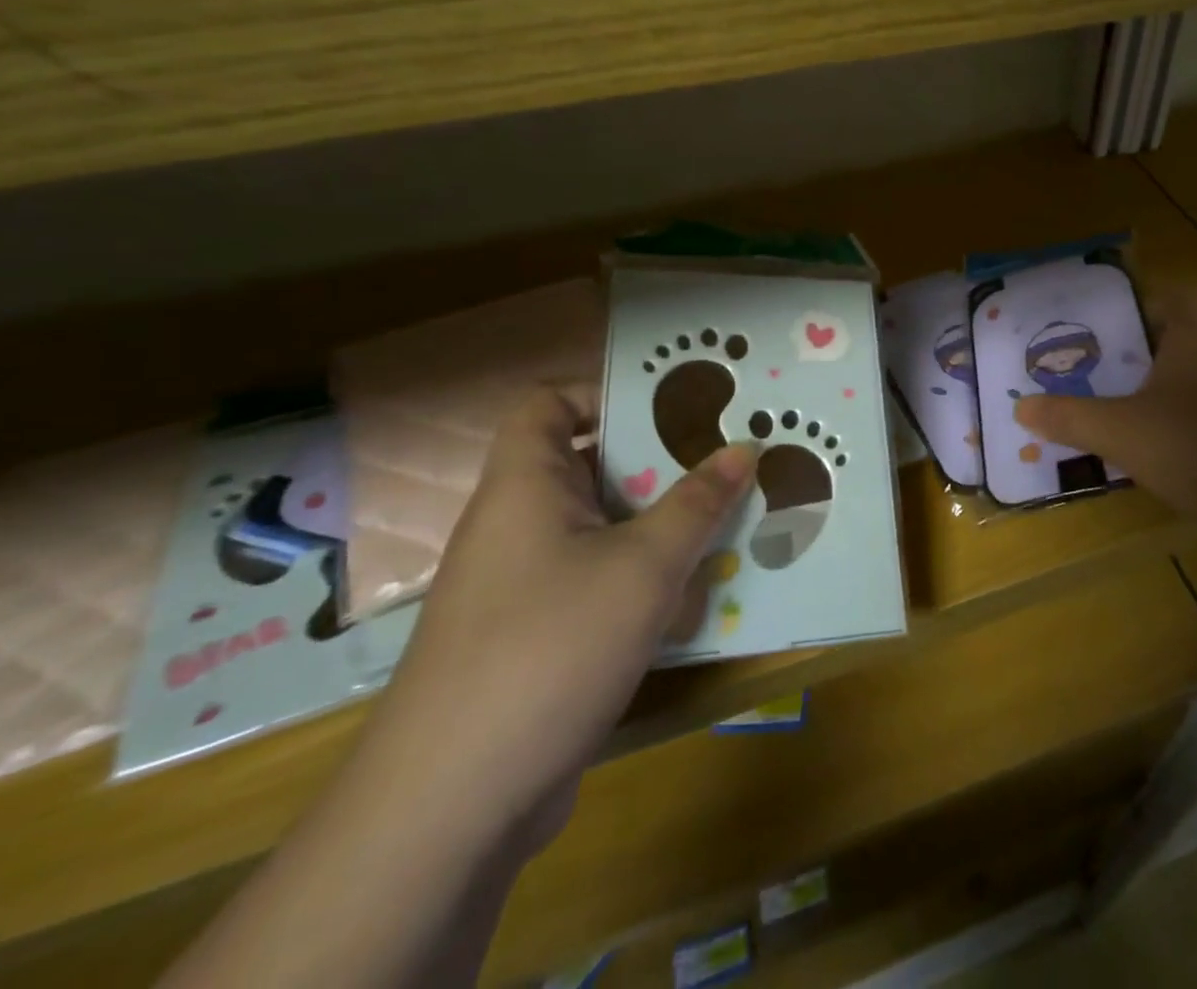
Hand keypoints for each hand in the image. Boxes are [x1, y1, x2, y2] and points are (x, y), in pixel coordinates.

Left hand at [361, 384, 756, 852]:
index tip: (674, 406)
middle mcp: (518, 524)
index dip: (604, 392)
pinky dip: (644, 581)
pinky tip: (694, 600)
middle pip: (591, 467)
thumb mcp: (644, 566)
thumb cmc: (549, 648)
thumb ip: (698, 504)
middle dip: (661, 465)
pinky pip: (598, 583)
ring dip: (662, 528)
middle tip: (726, 461)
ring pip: (603, 530)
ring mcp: (524, 585)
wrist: (452, 805)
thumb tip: (744, 448)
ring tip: (728, 523)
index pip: (549, 404)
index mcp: (526, 485)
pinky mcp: (536, 637)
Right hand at [1014, 289, 1196, 535]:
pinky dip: (1184, 416)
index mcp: (1195, 327)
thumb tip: (1019, 409)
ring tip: (1115, 405)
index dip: (1122, 307)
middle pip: (1172, 335)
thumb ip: (1068, 417)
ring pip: (1193, 373)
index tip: (1088, 328)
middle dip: (1134, 352)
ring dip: (1159, 387)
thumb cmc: (1195, 443)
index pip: (1157, 296)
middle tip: (1091, 369)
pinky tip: (1159, 443)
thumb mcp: (1118, 430)